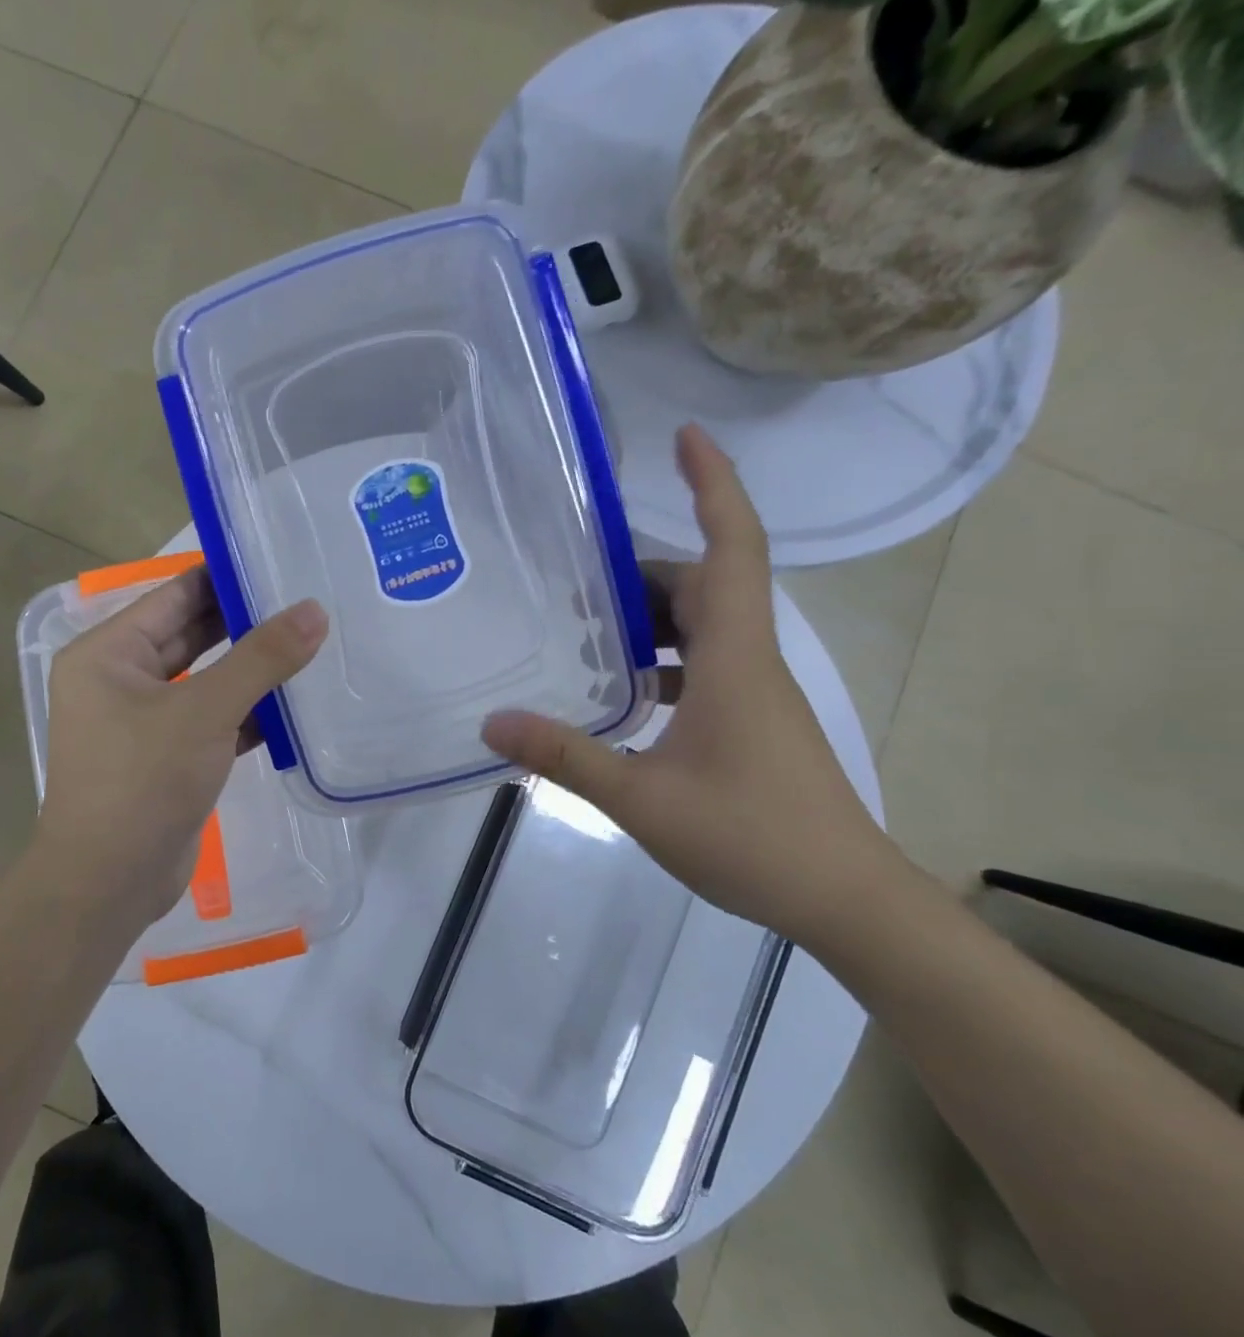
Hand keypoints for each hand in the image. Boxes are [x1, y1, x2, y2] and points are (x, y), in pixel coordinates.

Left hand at [32, 567, 327, 929]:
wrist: (109, 884)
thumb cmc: (143, 782)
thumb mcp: (204, 712)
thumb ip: (261, 659)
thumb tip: (314, 610)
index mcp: (108, 653)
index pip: (173, 596)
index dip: (224, 577)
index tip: (278, 562)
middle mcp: (120, 680)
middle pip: (190, 636)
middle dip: (244, 622)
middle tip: (305, 601)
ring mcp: (143, 721)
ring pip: (205, 680)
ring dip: (250, 669)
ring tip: (310, 643)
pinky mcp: (167, 757)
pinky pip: (211, 720)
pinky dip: (247, 713)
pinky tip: (294, 704)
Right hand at [482, 425, 906, 941]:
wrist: (845, 899)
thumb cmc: (753, 837)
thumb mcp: (643, 797)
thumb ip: (566, 755)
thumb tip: (491, 722)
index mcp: (735, 658)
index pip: (733, 547)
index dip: (714, 484)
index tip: (685, 437)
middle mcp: (749, 660)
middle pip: (704, 583)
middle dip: (641, 571)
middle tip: (576, 582)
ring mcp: (754, 692)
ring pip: (703, 624)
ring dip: (649, 617)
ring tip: (585, 631)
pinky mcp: (751, 720)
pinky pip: (703, 663)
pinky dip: (660, 659)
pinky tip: (620, 691)